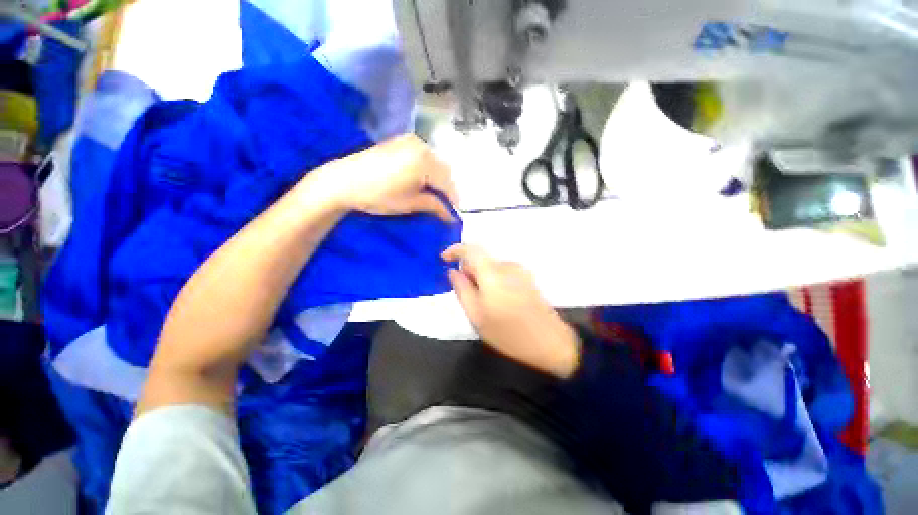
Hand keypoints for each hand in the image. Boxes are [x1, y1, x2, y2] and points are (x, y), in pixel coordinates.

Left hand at [304, 134, 458, 221]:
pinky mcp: (400, 141)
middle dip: (446, 188)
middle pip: (443, 170)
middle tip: (443, 205)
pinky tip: (421, 180)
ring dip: (437, 178)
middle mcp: (421, 146)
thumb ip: (435, 206)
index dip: (453, 199)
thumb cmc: (379, 196)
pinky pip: (422, 155)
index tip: (454, 214)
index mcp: (425, 161)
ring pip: (434, 161)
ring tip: (432, 194)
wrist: (343, 181)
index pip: (447, 183)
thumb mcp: (410, 204)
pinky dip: (426, 168)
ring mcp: (410, 141)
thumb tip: (452, 216)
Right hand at [442, 244, 580, 378]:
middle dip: (469, 273)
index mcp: (493, 272)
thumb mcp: (476, 315)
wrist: (550, 343)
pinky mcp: (528, 278)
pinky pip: (503, 274)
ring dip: (482, 279)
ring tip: (485, 306)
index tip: (444, 259)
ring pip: (491, 268)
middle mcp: (508, 266)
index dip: (455, 250)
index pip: (471, 249)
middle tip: (467, 297)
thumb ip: (462, 289)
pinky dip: (494, 282)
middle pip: (481, 260)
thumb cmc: (508, 333)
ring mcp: (520, 271)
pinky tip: (499, 304)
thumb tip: (453, 271)